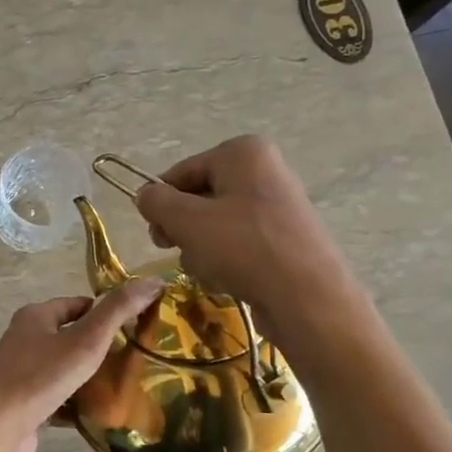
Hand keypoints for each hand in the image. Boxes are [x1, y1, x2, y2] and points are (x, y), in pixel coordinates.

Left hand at [0, 278, 163, 451]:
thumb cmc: (41, 376)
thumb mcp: (86, 339)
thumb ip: (118, 311)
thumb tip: (152, 281)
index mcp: (35, 317)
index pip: (76, 305)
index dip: (105, 313)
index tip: (136, 326)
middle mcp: (25, 341)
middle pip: (70, 338)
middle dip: (101, 348)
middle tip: (136, 359)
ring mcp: (23, 375)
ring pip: (65, 371)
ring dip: (90, 379)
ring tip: (126, 387)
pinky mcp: (25, 405)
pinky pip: (59, 400)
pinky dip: (78, 405)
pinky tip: (102, 415)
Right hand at [133, 136, 356, 317]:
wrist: (307, 298)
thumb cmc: (243, 248)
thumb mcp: (187, 221)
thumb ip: (157, 202)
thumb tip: (144, 195)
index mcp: (243, 153)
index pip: (181, 172)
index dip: (161, 203)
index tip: (155, 234)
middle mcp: (264, 171)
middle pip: (199, 197)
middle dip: (183, 228)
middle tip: (175, 251)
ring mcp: (278, 206)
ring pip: (216, 225)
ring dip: (201, 249)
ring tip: (208, 270)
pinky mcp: (284, 239)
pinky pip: (239, 243)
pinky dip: (226, 260)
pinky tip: (227, 279)